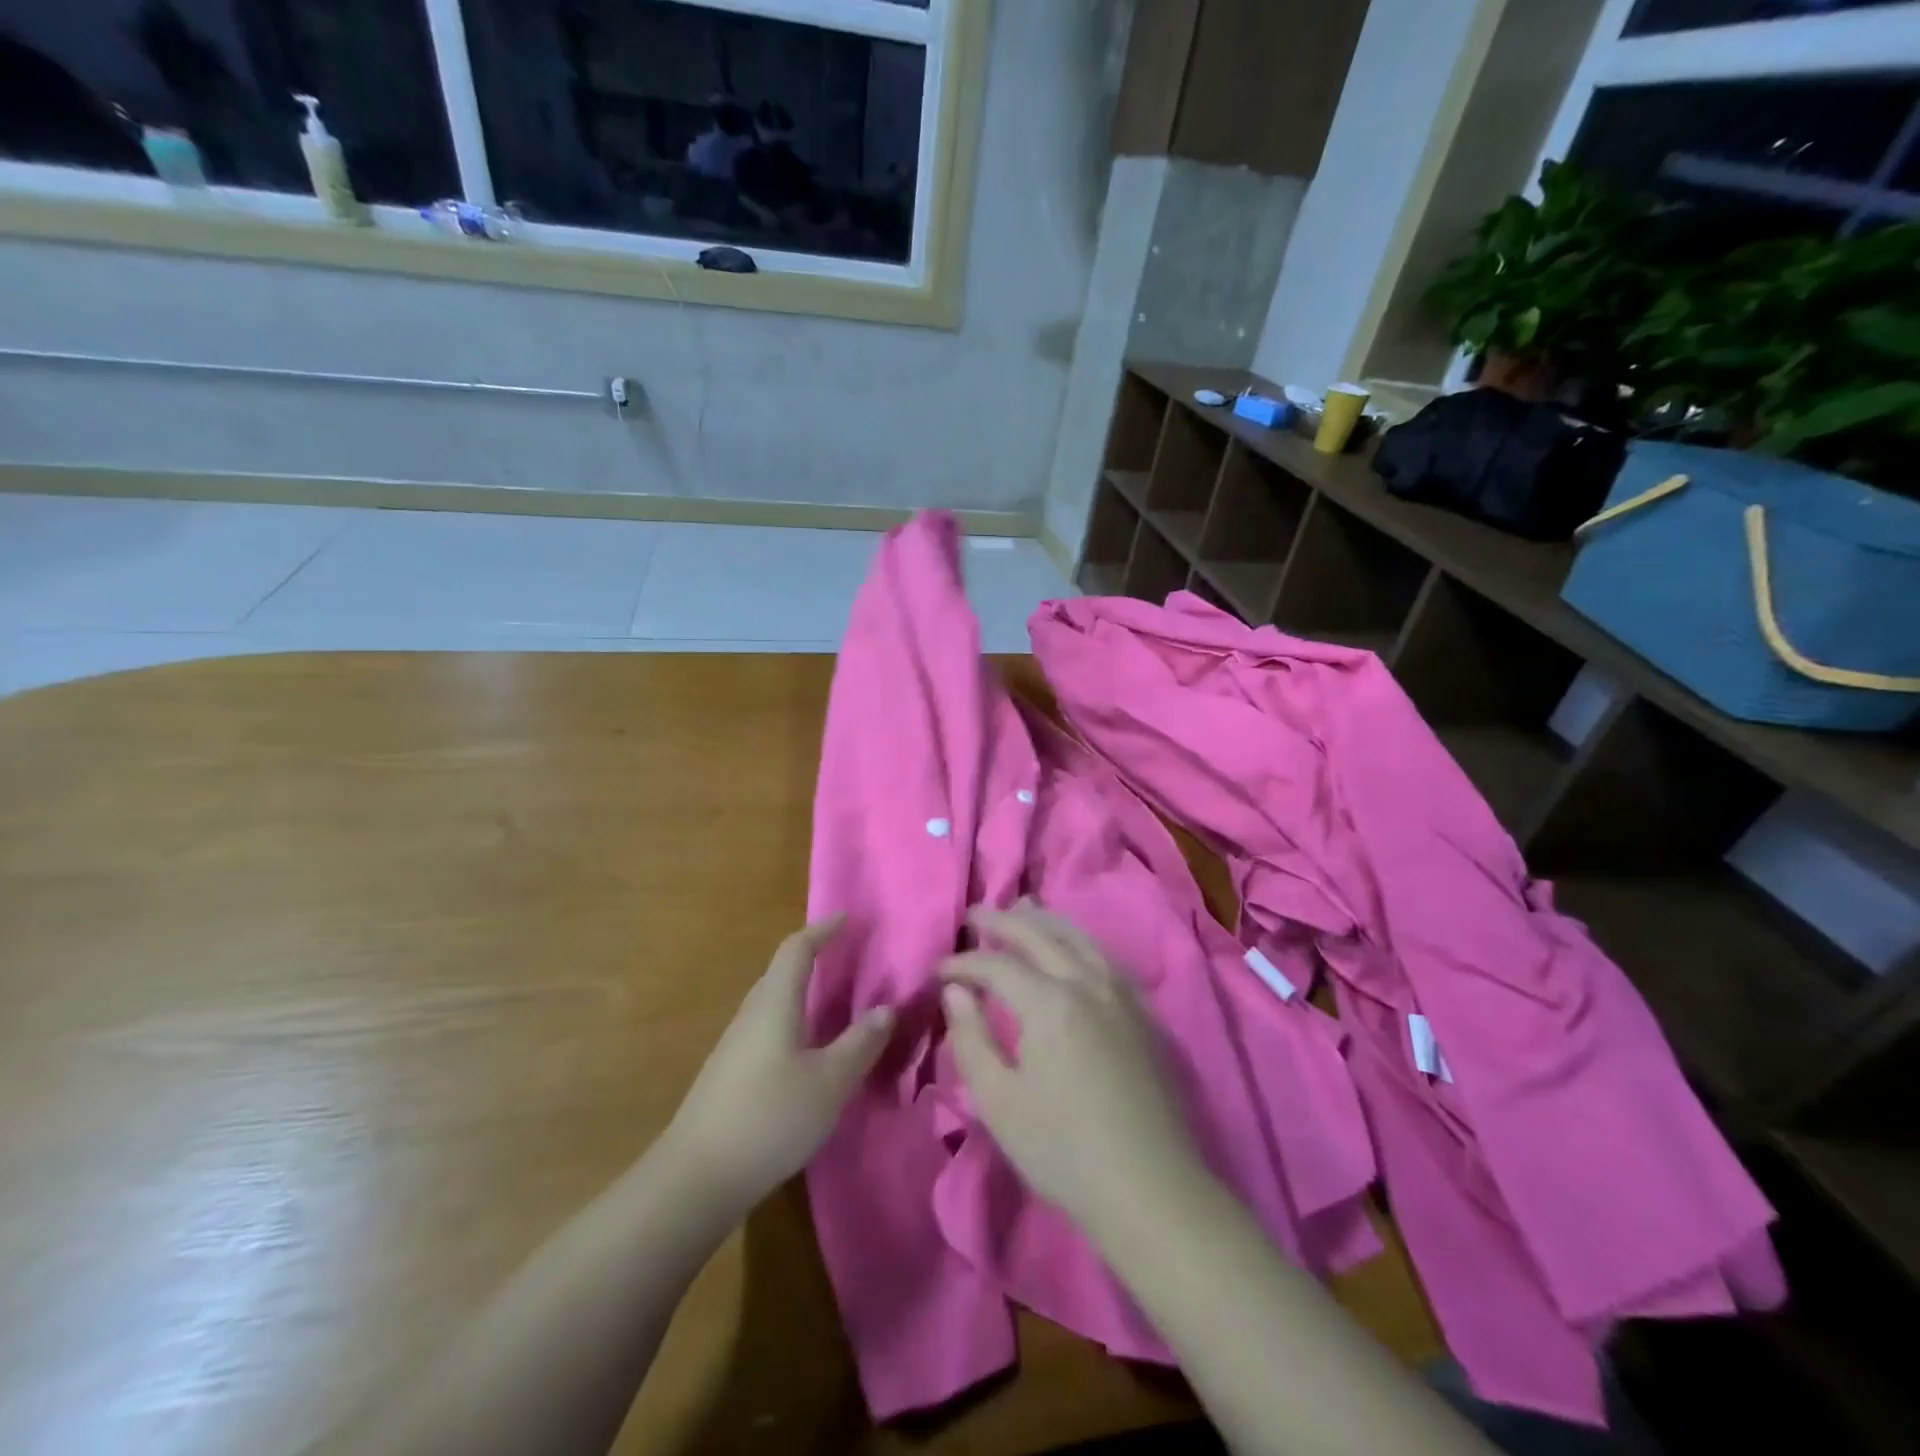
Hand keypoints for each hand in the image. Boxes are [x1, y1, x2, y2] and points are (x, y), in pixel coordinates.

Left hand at [663, 916, 893, 1214]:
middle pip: (781, 972)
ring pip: (774, 1004)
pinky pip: (767, 1030)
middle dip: (813, 958)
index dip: (822, 929)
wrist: (695, 1180)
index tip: (846, 917)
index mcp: (774, 1003)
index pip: (797, 949)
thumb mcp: (830, 1082)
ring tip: (835, 1003)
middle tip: (847, 958)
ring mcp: (735, 1046)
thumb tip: (885, 1008)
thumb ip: (860, 1043)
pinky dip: (794, 1023)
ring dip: (803, 993)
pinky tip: (808, 1052)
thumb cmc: (769, 1118)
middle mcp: (751, 1015)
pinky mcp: (730, 1075)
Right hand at [940, 902, 1203, 1229]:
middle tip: (975, 915)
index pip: (996, 964)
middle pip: (1039, 935)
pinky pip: (1102, 955)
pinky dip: (1076, 939)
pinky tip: (1069, 946)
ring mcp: (1120, 993)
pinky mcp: (1140, 1011)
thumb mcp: (998, 1101)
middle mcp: (1086, 982)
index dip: (963, 962)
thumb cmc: (1062, 1150)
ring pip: (1077, 937)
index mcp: (1049, 1002)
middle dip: (1002, 921)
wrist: (1150, 1188)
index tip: (938, 971)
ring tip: (1020, 910)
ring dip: (1043, 921)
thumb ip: (970, 1038)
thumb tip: (955, 990)